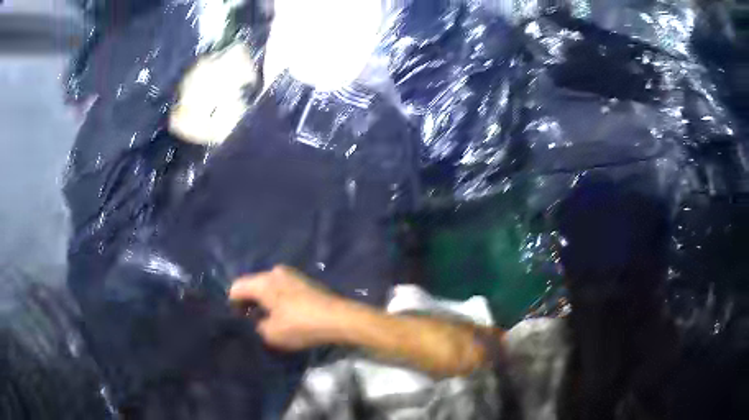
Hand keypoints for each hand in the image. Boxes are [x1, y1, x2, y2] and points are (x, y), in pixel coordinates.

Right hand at [229, 266, 345, 350]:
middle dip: (249, 302)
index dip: (233, 305)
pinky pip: (281, 287)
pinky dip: (277, 298)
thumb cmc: (301, 325)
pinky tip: (284, 313)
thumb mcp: (271, 334)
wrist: (338, 318)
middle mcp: (274, 272)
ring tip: (268, 319)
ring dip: (264, 300)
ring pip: (267, 286)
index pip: (236, 287)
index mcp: (262, 281)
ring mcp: (291, 274)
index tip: (238, 321)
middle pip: (252, 285)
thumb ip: (256, 326)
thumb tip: (257, 321)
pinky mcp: (303, 280)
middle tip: (251, 321)